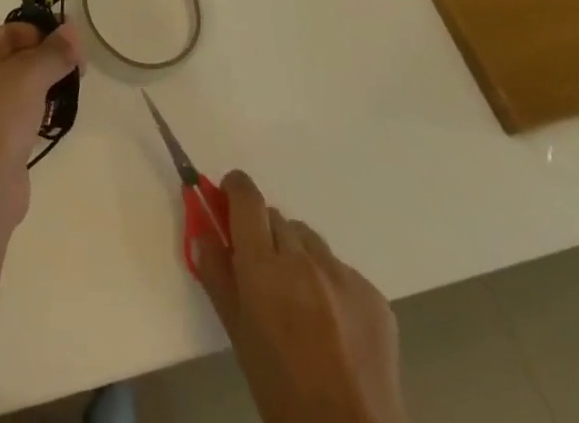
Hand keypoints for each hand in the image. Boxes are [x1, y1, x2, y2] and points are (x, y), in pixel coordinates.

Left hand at [0, 21, 82, 225]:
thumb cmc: (2, 117)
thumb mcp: (32, 76)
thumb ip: (55, 51)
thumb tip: (72, 28)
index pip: (11, 31)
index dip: (43, 36)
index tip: (72, 50)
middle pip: (12, 56)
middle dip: (44, 62)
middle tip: (75, 73)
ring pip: (11, 86)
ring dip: (39, 87)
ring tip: (65, 96)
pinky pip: (8, 112)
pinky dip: (28, 110)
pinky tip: (48, 120)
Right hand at [193, 171, 405, 422]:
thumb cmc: (280, 388)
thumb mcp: (236, 332)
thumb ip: (216, 273)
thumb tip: (203, 230)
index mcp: (263, 267)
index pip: (246, 196)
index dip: (235, 189)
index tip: (229, 198)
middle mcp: (304, 259)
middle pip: (277, 219)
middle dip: (265, 235)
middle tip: (265, 272)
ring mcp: (344, 276)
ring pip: (310, 241)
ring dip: (299, 256)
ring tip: (302, 301)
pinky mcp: (376, 296)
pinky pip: (343, 271)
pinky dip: (332, 284)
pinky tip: (333, 324)